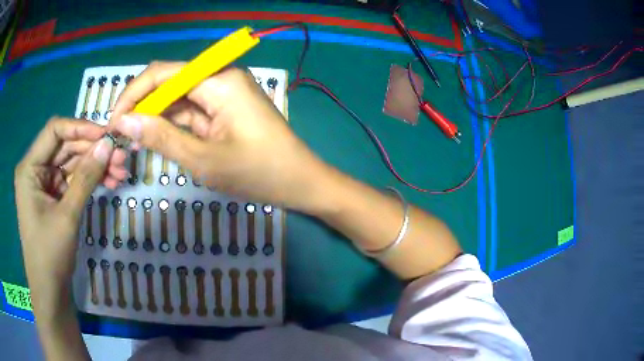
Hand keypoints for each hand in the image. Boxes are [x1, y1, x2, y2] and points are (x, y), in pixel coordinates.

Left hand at [14, 117, 114, 319]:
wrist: (50, 290)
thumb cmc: (50, 255)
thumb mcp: (67, 215)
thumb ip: (86, 177)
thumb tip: (108, 145)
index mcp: (29, 167)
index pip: (54, 131)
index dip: (80, 127)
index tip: (106, 134)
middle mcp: (36, 169)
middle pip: (66, 146)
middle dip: (93, 150)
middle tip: (121, 155)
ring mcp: (45, 182)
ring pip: (73, 162)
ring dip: (95, 165)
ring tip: (121, 171)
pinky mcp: (54, 196)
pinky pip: (73, 179)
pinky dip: (90, 180)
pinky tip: (109, 182)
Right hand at [110, 62, 331, 211]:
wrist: (301, 183)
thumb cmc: (259, 173)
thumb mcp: (203, 160)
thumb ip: (160, 137)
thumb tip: (124, 122)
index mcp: (219, 79)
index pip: (163, 74)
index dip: (133, 94)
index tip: (113, 122)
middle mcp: (221, 77)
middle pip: (169, 82)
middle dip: (142, 106)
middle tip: (120, 136)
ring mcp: (224, 92)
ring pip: (178, 98)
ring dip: (154, 117)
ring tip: (132, 141)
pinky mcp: (225, 108)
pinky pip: (191, 110)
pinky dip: (172, 124)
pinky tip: (156, 139)